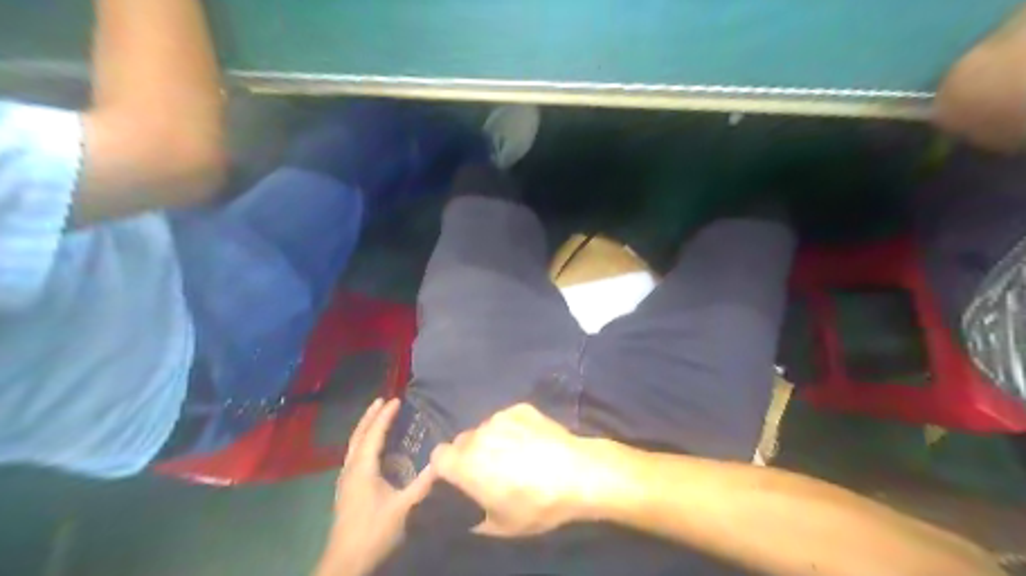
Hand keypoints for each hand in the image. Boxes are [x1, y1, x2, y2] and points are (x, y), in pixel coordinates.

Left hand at [318, 399, 435, 574]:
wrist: (346, 562)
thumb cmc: (374, 531)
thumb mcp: (404, 507)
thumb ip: (423, 483)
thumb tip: (443, 460)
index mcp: (363, 469)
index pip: (374, 434)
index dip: (385, 416)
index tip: (395, 399)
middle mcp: (351, 469)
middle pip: (359, 435)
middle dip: (370, 416)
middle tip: (381, 400)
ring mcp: (345, 479)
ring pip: (353, 445)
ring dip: (365, 428)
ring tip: (375, 416)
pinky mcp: (346, 489)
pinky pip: (354, 455)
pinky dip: (363, 442)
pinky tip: (370, 448)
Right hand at [430, 403, 620, 537]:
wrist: (577, 473)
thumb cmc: (536, 504)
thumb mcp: (501, 526)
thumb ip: (475, 517)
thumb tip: (471, 513)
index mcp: (465, 464)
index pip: (438, 457)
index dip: (441, 469)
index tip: (452, 480)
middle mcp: (478, 435)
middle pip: (461, 442)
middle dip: (467, 456)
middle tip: (487, 472)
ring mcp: (500, 417)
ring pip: (484, 429)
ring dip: (489, 441)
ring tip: (513, 455)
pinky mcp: (521, 408)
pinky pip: (506, 419)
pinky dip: (511, 429)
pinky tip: (530, 441)